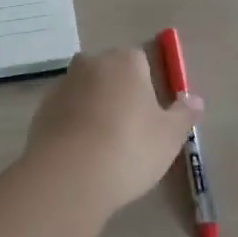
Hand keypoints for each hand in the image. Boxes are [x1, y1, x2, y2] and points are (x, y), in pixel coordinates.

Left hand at [25, 45, 203, 214]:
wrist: (69, 175)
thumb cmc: (129, 148)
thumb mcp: (169, 136)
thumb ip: (184, 114)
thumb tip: (195, 99)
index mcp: (126, 60)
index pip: (141, 61)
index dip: (148, 88)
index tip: (152, 117)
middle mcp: (92, 62)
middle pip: (111, 73)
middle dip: (120, 95)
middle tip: (130, 133)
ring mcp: (64, 84)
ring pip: (87, 92)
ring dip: (95, 109)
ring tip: (104, 149)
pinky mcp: (42, 109)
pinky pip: (66, 112)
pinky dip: (74, 126)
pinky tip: (81, 155)